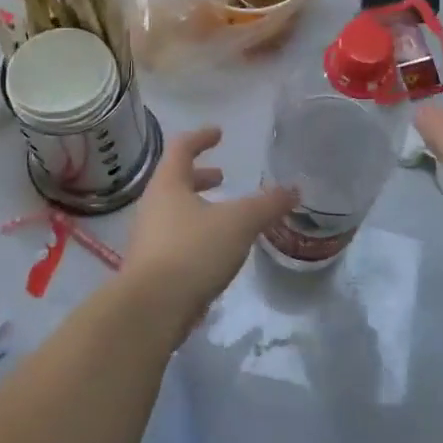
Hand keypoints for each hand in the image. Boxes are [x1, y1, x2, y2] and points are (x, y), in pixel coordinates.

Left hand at [121, 127, 296, 339]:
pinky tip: (216, 252)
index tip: (219, 133)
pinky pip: (175, 240)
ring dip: (198, 207)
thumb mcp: (239, 223)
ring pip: (174, 212)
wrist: (151, 310)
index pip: (181, 148)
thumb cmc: (193, 251)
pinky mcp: (151, 269)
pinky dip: (196, 235)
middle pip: (175, 181)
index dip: (201, 137)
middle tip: (223, 176)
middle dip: (200, 176)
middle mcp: (152, 206)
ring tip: (225, 216)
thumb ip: (267, 205)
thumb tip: (294, 190)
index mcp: (168, 185)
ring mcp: (148, 239)